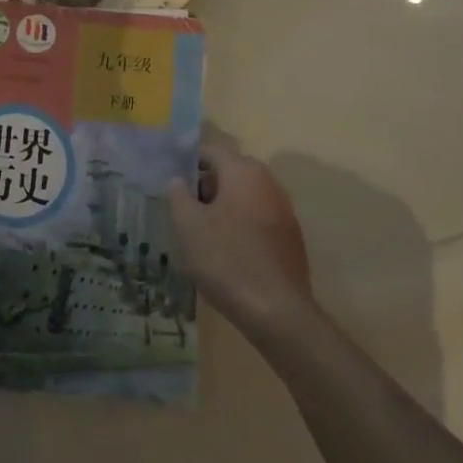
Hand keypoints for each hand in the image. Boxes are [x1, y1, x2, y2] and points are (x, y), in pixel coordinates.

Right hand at [168, 145, 312, 337]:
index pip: (211, 151)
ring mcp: (284, 209)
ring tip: (202, 233)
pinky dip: (241, 224)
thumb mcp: (189, 226)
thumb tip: (178, 181)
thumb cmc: (226, 260)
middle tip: (184, 210)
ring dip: (223, 206)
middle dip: (205, 186)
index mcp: (243, 172)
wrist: (277, 311)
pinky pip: (258, 217)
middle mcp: (268, 182)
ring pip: (245, 196)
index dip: (188, 163)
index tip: (172, 184)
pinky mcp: (291, 236)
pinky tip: (227, 251)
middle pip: (230, 172)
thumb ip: (179, 196)